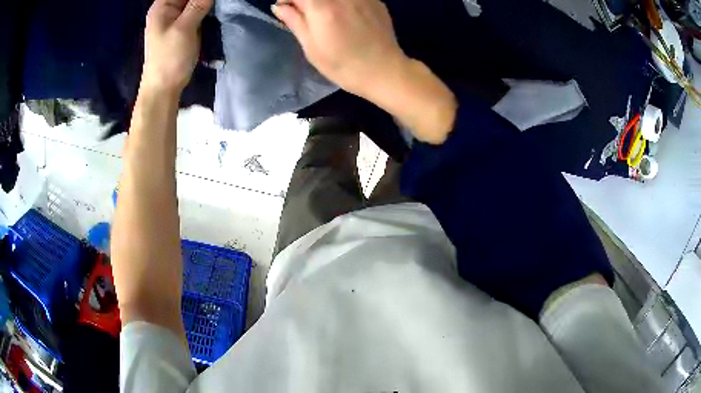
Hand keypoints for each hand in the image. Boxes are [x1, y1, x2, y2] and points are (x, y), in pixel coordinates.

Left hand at [141, 0, 212, 94]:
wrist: (164, 89)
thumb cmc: (169, 59)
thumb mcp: (184, 28)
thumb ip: (198, 4)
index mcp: (162, 6)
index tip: (209, 1)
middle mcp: (168, 8)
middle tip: (216, 4)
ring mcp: (176, 18)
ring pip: (195, 1)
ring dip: (207, 3)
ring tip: (218, 7)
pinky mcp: (184, 26)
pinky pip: (198, 10)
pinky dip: (207, 8)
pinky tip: (216, 10)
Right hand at [273, 0, 456, 143]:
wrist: (384, 71)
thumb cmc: (342, 65)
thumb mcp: (311, 47)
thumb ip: (295, 21)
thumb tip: (279, 6)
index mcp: (322, 7)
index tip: (287, 9)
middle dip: (306, 1)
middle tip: (306, 13)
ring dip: (324, 3)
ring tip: (326, 16)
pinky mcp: (375, 0)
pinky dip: (343, 3)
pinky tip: (346, 16)